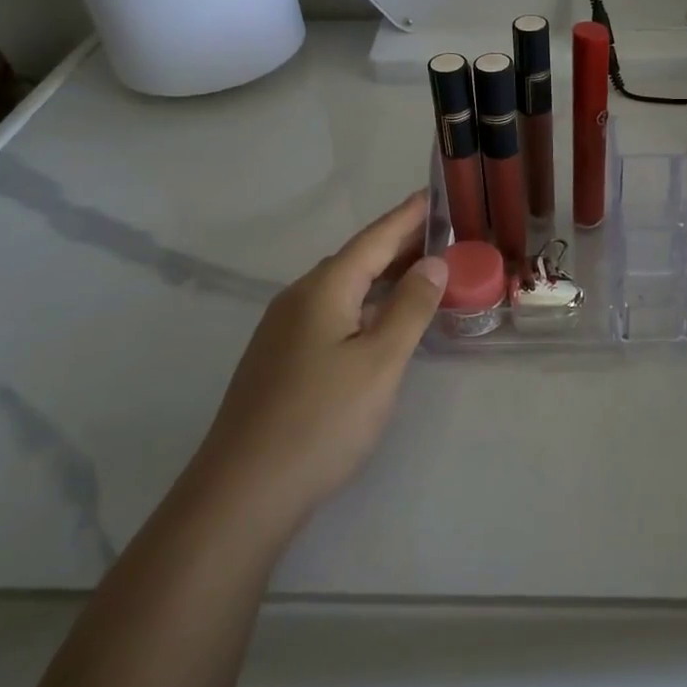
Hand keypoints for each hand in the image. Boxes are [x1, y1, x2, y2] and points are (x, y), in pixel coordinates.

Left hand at [201, 191, 447, 526]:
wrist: (243, 492)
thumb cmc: (321, 420)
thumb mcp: (380, 361)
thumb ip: (410, 308)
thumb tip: (433, 263)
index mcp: (324, 289)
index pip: (374, 239)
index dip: (407, 217)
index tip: (435, 194)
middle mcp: (299, 299)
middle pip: (357, 259)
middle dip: (399, 245)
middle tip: (443, 236)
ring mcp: (284, 331)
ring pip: (343, 288)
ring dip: (383, 276)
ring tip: (422, 274)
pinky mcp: (281, 360)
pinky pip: (332, 313)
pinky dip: (365, 304)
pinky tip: (381, 322)